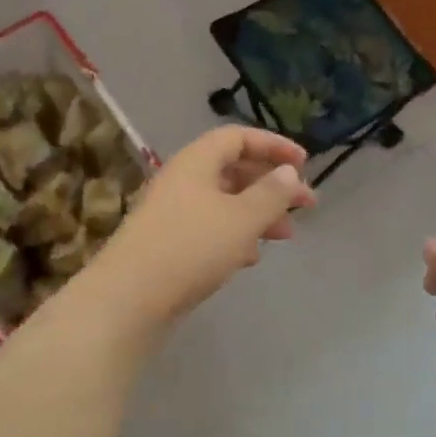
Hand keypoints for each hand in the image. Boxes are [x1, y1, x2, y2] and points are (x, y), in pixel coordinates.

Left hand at [84, 126, 314, 331]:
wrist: (130, 298)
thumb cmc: (191, 248)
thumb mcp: (242, 218)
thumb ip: (271, 193)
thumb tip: (288, 172)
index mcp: (196, 162)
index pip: (238, 138)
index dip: (273, 145)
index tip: (305, 164)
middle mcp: (183, 182)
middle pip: (233, 171)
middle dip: (272, 185)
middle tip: (306, 205)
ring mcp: (173, 214)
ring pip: (225, 203)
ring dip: (258, 214)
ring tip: (286, 235)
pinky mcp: (170, 245)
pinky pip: (211, 230)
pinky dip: (236, 236)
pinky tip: (251, 257)